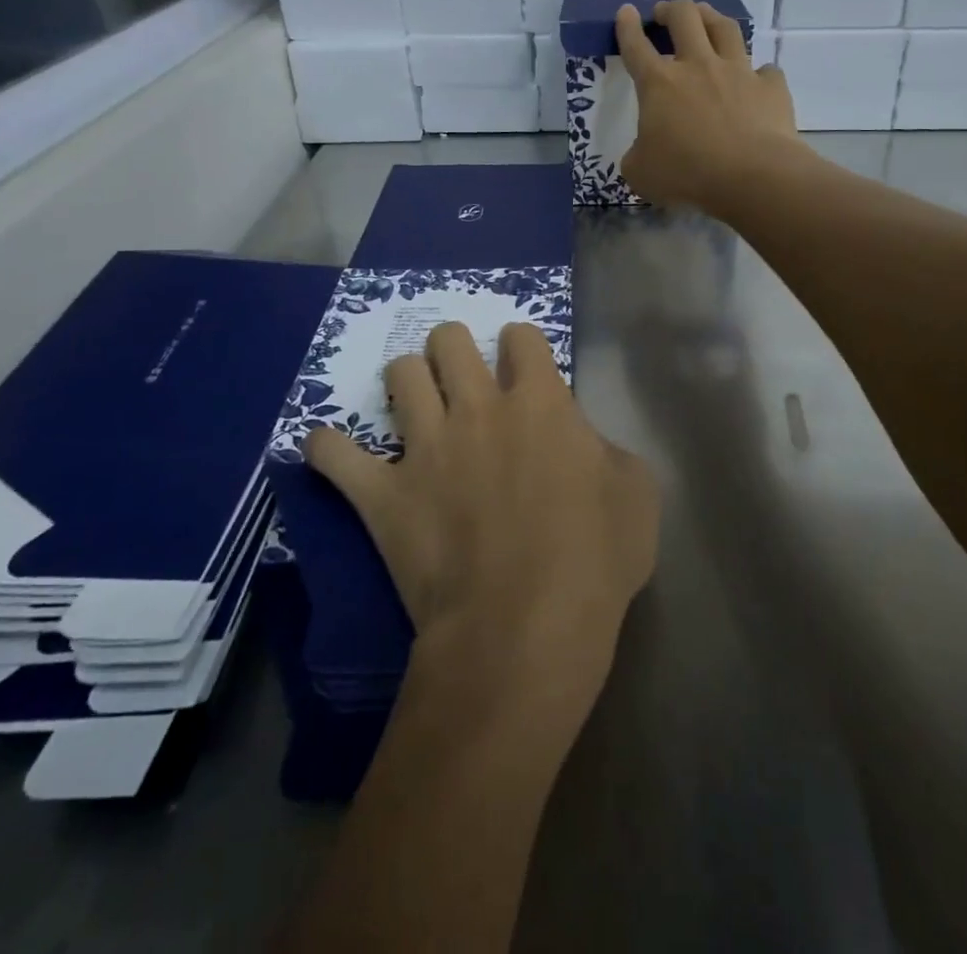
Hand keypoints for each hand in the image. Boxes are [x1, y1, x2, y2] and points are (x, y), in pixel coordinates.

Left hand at [305, 321, 658, 696]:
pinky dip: (330, 448)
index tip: (524, 367)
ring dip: (406, 380)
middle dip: (454, 347)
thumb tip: (583, 444)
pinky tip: (333, 449)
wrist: (524, 629)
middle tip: (462, 375)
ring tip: (413, 402)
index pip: (522, 337)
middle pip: (449, 340)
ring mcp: (425, 447)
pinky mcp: (383, 494)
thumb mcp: (637, 495)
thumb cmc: (593, 560)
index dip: (523, 345)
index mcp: (539, 403)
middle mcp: (477, 408)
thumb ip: (608, 451)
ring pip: (399, 375)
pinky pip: (334, 454)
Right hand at [615, 0, 799, 212]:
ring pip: (725, 28)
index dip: (627, 27)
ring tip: (706, 17)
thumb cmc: (687, 174)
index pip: (636, 46)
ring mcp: (738, 72)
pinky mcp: (770, 86)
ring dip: (712, 17)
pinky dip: (758, 73)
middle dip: (671, 9)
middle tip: (665, 13)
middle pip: (684, 18)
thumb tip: (642, 153)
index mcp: (659, 84)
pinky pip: (765, 71)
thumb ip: (637, 156)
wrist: (752, 176)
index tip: (626, 12)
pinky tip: (757, 80)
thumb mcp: (642, 173)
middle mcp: (698, 66)